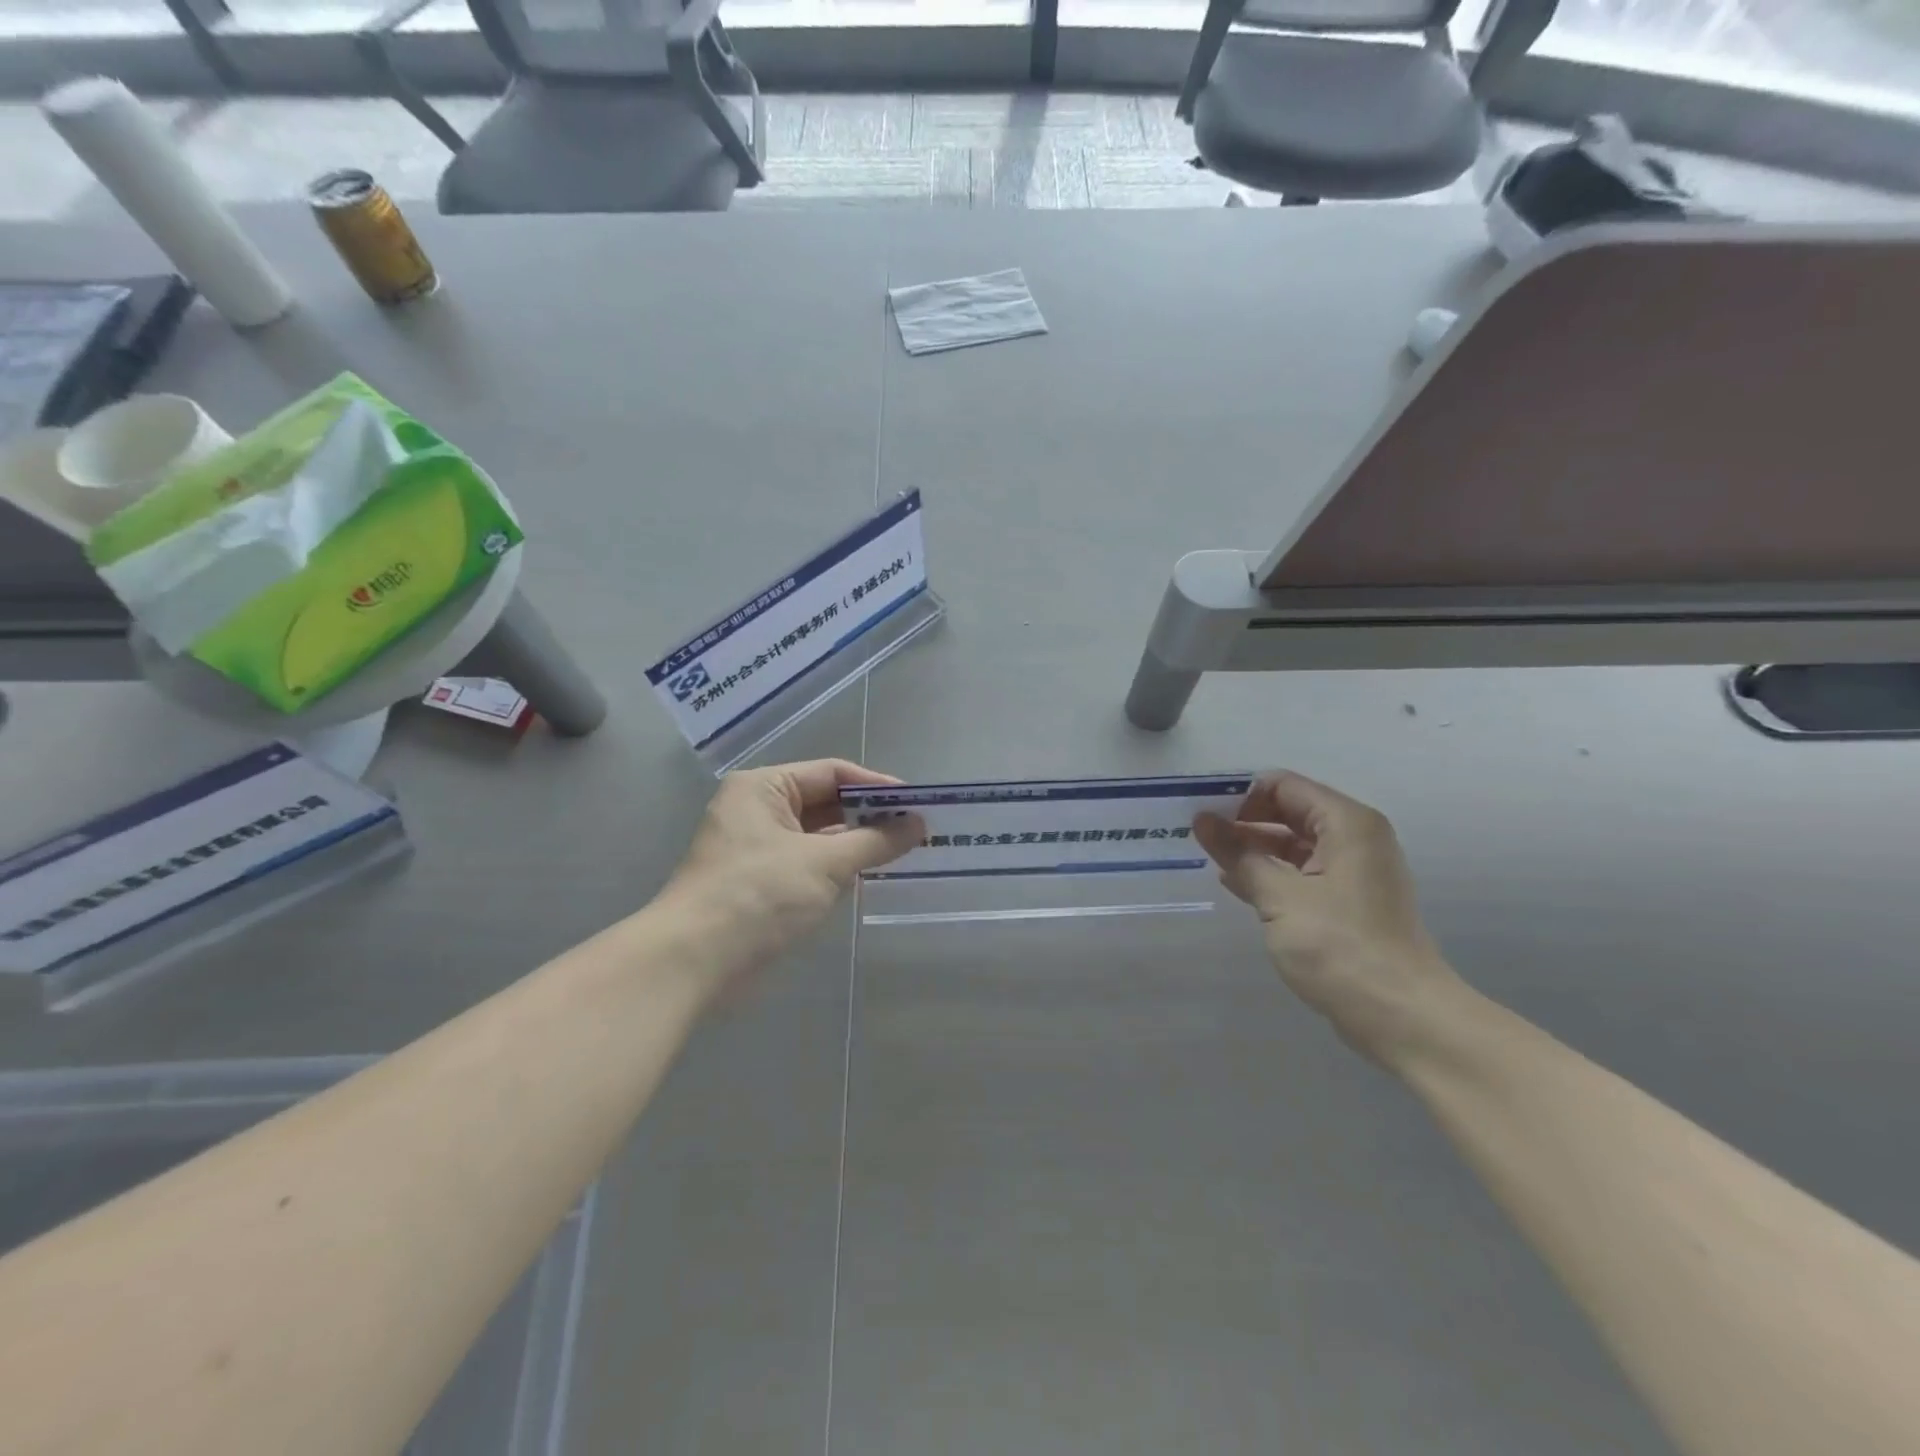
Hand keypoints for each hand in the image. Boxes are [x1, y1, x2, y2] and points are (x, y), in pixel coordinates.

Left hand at [662, 759, 920, 997]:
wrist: (692, 962)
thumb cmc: (758, 895)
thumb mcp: (823, 863)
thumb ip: (874, 841)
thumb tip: (917, 825)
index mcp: (764, 788)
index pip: (831, 773)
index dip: (876, 787)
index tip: (917, 803)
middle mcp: (758, 809)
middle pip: (825, 802)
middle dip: (869, 816)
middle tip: (916, 829)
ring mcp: (757, 847)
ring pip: (818, 835)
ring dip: (856, 843)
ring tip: (903, 851)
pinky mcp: (760, 882)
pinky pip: (808, 862)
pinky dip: (837, 867)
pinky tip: (869, 875)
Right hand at [1194, 771, 1467, 1063]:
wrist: (1400, 1016)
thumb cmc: (1340, 947)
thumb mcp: (1280, 896)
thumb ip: (1238, 853)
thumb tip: (1202, 820)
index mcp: (1347, 824)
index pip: (1283, 786)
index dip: (1241, 795)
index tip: (1203, 815)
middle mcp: (1355, 838)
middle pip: (1289, 811)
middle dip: (1244, 821)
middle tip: (1199, 836)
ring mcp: (1354, 872)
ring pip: (1293, 843)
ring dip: (1253, 849)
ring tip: (1210, 858)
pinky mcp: (1348, 902)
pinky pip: (1302, 872)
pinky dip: (1271, 873)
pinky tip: (1236, 884)